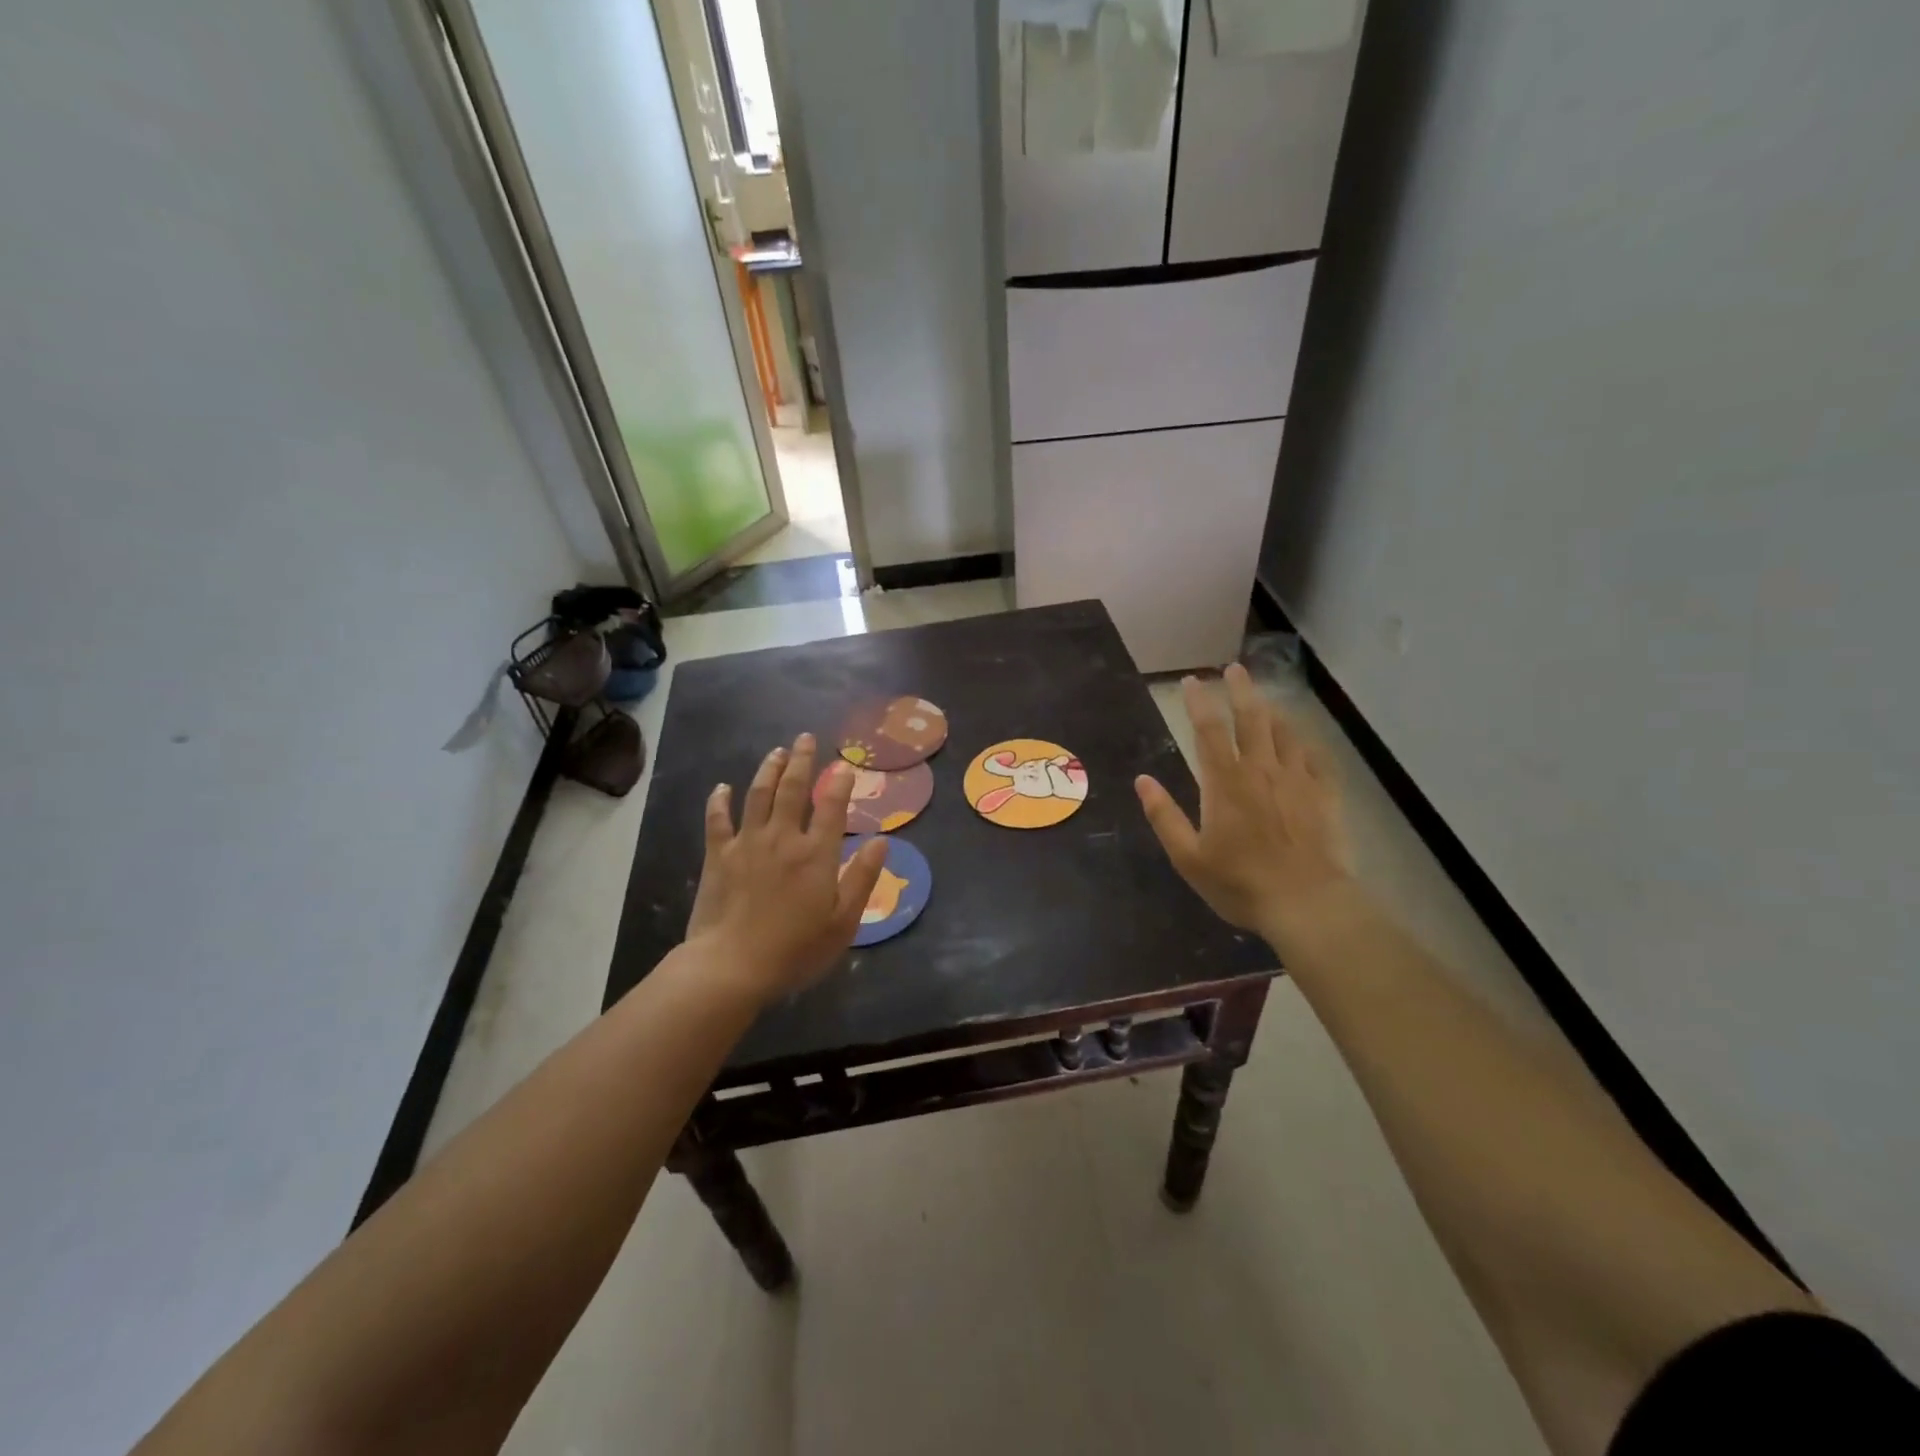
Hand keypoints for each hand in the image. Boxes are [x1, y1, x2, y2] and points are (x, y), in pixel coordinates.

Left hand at [687, 733, 889, 1002]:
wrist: (732, 967)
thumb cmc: (795, 950)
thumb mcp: (843, 922)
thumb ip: (862, 878)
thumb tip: (881, 842)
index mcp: (816, 854)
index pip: (832, 806)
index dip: (840, 782)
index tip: (845, 765)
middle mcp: (783, 838)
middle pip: (793, 789)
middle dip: (801, 760)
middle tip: (805, 738)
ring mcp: (747, 843)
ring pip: (758, 795)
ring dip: (768, 770)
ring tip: (776, 752)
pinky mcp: (718, 856)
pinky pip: (718, 820)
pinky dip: (719, 801)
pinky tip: (722, 787)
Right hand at [1135, 664, 1352, 947]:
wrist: (1307, 903)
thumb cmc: (1240, 882)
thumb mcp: (1188, 856)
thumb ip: (1164, 816)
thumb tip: (1142, 780)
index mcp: (1224, 782)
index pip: (1208, 730)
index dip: (1198, 702)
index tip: (1191, 681)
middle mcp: (1260, 770)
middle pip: (1251, 718)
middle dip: (1240, 689)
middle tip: (1234, 668)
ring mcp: (1296, 779)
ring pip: (1284, 731)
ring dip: (1271, 709)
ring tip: (1264, 698)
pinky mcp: (1324, 794)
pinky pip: (1314, 756)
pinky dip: (1304, 740)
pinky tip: (1301, 738)